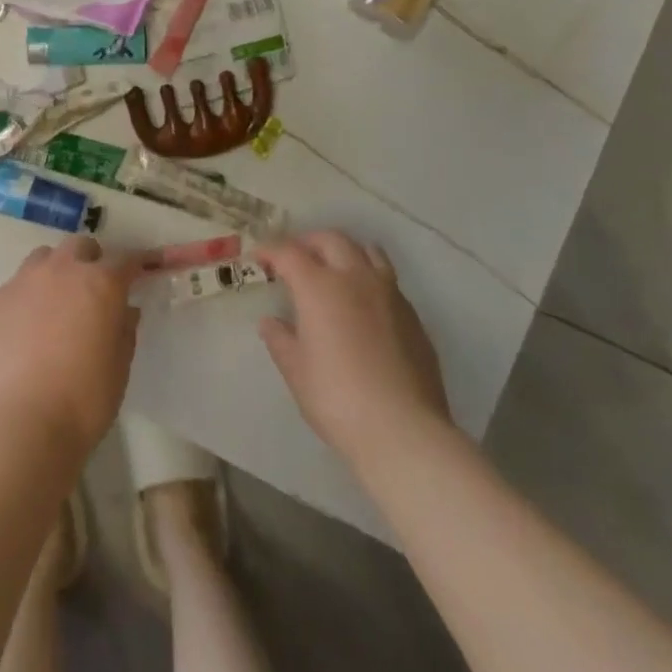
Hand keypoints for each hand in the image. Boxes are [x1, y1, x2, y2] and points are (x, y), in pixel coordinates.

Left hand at [0, 234, 138, 459]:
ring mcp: (22, 282)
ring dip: (55, 272)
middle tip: (93, 291)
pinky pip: (15, 287)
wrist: (19, 423)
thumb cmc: (83, 400)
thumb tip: (123, 311)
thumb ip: (123, 330)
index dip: (137, 264)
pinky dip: (25, 300)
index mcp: (100, 283)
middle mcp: (61, 270)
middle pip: (79, 247)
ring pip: (43, 259)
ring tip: (54, 306)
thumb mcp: (119, 368)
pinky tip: (23, 332)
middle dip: (90, 261)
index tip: (142, 270)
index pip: (126, 260)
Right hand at [258, 231, 452, 472]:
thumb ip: (280, 340)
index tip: (258, 258)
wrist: (404, 431)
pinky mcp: (414, 317)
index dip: (270, 250)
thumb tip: (271, 323)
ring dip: (345, 252)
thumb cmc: (337, 398)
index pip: (289, 252)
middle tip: (294, 259)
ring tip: (333, 270)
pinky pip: (388, 282)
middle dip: (308, 242)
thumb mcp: (296, 371)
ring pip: (368, 252)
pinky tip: (364, 306)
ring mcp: (390, 295)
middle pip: (331, 239)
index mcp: (320, 287)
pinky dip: (370, 280)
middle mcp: (356, 279)